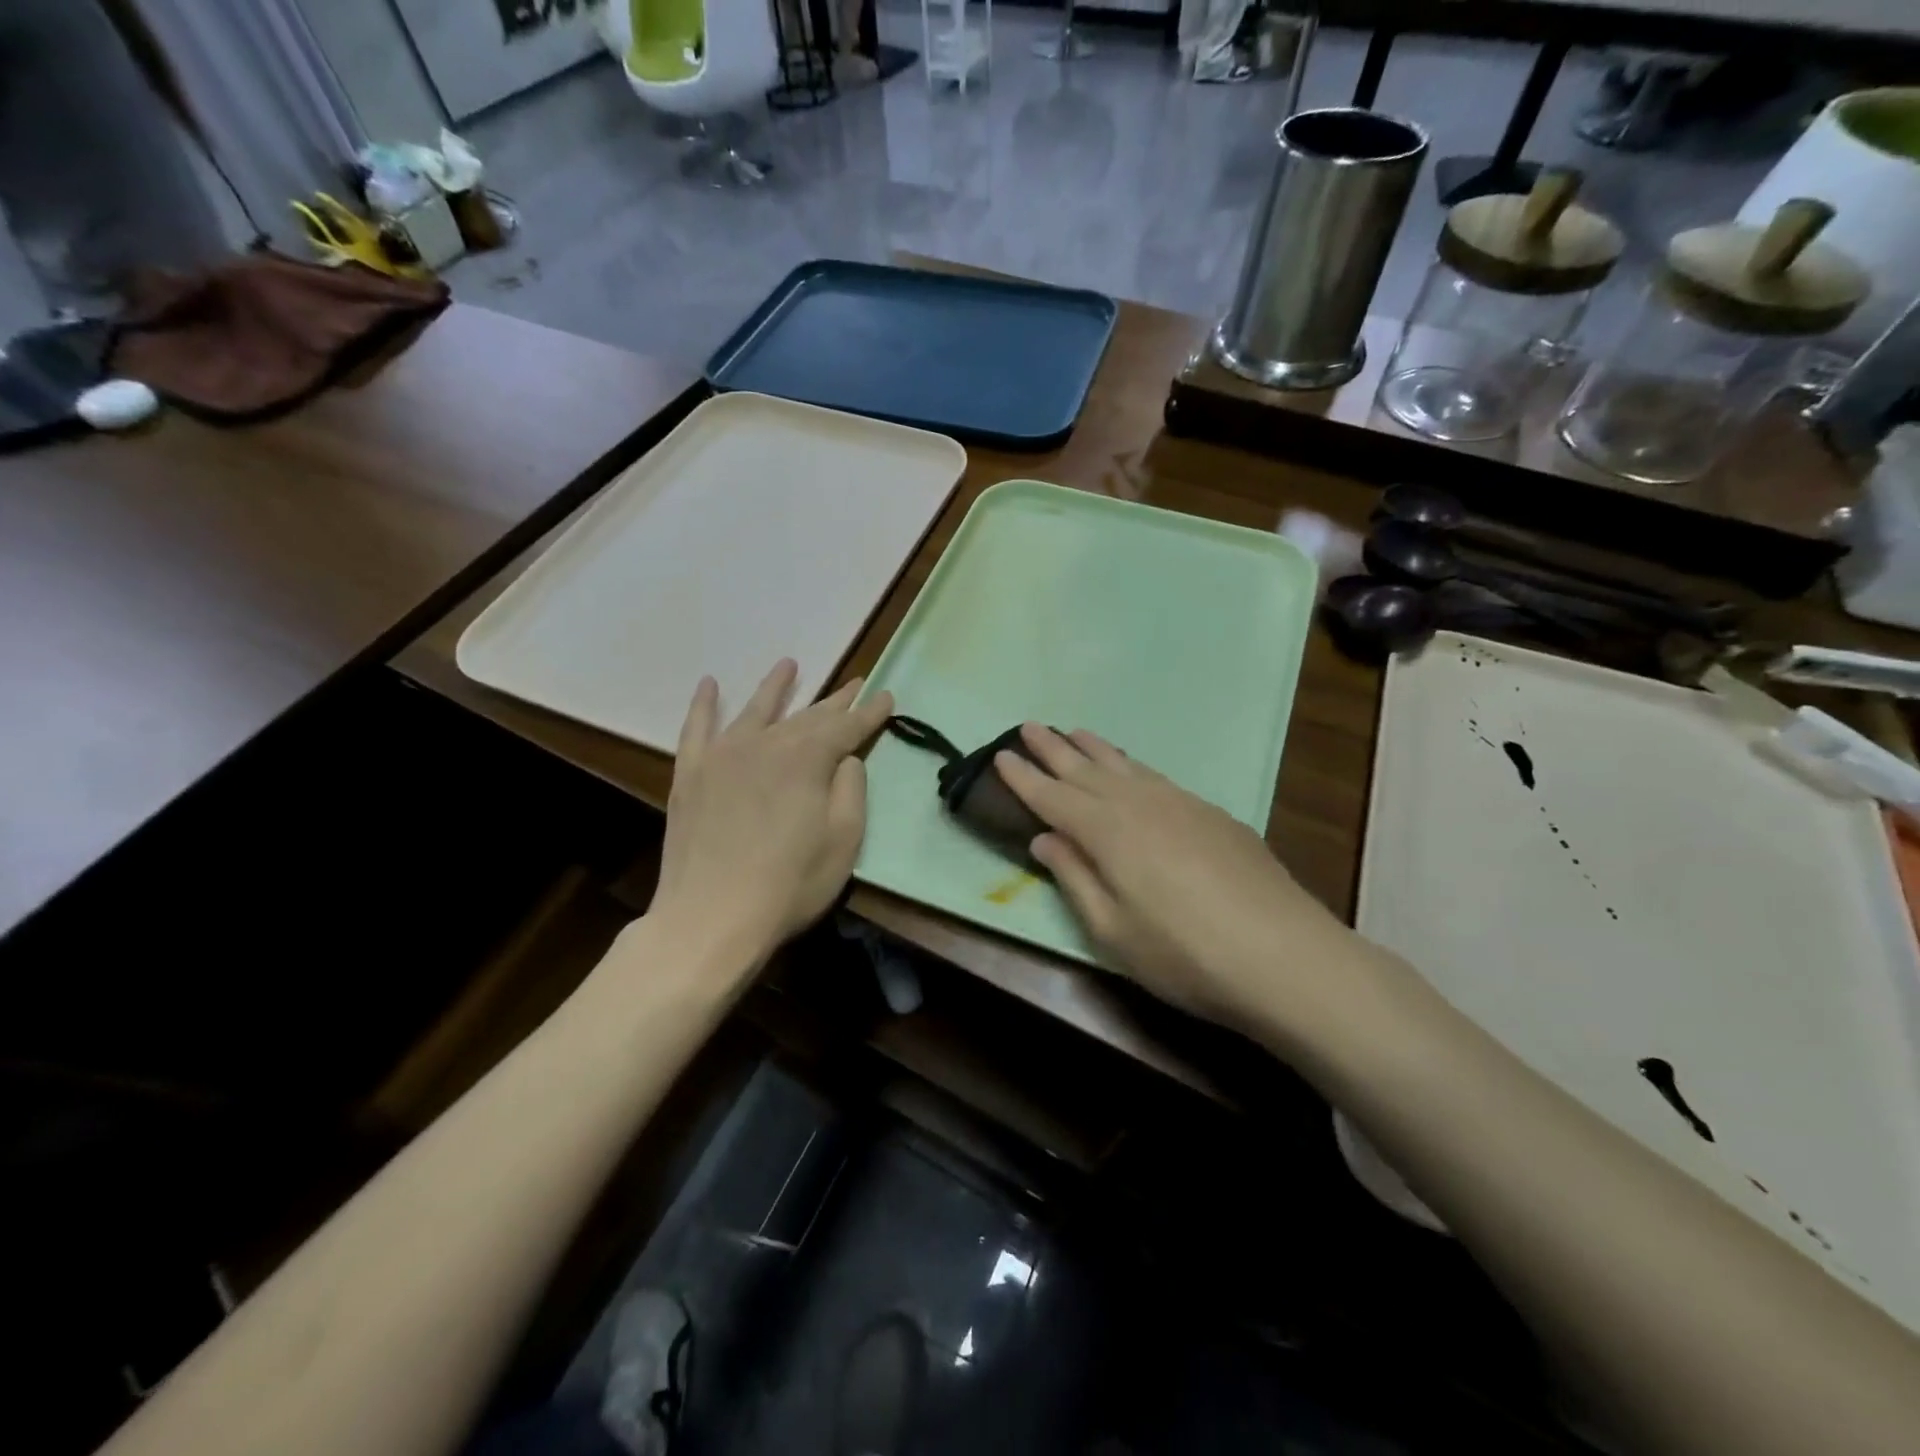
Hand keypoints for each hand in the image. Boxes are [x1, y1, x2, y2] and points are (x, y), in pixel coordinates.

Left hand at [651, 660, 891, 957]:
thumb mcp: (844, 840)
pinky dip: (704, 705)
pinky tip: (709, 685)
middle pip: (807, 715)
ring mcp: (723, 755)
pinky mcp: (691, 774)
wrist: (711, 916)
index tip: (887, 697)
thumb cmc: (790, 883)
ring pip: (756, 710)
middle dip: (835, 700)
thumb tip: (845, 758)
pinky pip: (696, 728)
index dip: (870, 713)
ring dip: (776, 687)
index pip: (847, 727)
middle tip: (854, 683)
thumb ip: (851, 789)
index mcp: (808, 758)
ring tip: (789, 665)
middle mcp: (766, 743)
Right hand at [995, 724, 1361, 1031]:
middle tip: (1027, 726)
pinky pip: (1157, 777)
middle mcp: (1140, 805)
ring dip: (1094, 748)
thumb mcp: (1113, 931)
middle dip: (1053, 749)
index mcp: (1108, 832)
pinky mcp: (1212, 814)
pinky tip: (1132, 770)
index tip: (1000, 756)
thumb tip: (1044, 839)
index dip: (1024, 778)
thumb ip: (1075, 878)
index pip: (1053, 797)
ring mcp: (1181, 804)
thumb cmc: (1184, 954)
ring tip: (1073, 732)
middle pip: (1086, 770)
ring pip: (1125, 766)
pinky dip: (1133, 766)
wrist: (1284, 955)